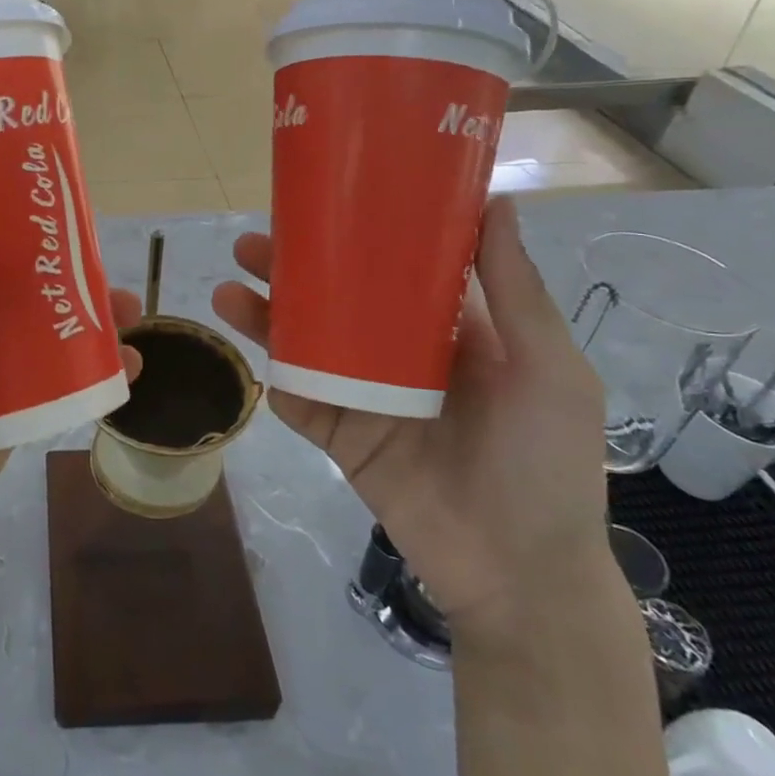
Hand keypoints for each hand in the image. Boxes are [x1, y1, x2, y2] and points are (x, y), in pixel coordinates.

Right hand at [212, 197, 610, 637]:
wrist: (519, 574)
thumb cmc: (545, 462)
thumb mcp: (547, 368)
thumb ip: (514, 290)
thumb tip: (494, 201)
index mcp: (449, 332)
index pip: (393, 270)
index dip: (356, 236)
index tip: (322, 203)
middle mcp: (398, 356)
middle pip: (334, 302)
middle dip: (292, 271)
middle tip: (251, 245)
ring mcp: (363, 397)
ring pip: (305, 345)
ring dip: (266, 317)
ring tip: (228, 289)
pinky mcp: (340, 438)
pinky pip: (299, 401)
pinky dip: (274, 378)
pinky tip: (252, 354)